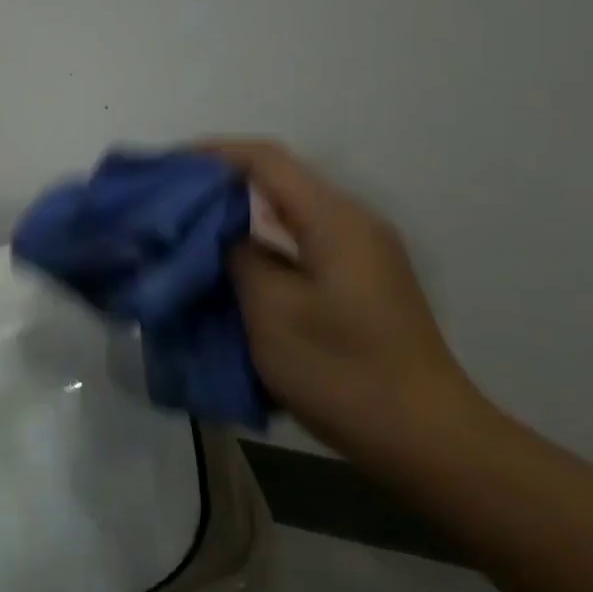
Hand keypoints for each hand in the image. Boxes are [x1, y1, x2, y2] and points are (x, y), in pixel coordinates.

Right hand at [203, 139, 486, 462]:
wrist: (424, 437)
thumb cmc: (342, 370)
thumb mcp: (273, 311)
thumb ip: (239, 257)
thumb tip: (221, 234)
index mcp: (335, 220)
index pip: (266, 161)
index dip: (212, 154)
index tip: (167, 166)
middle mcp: (352, 224)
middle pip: (279, 181)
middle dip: (221, 184)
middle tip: (171, 200)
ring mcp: (360, 254)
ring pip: (288, 215)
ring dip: (239, 216)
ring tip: (191, 230)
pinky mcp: (359, 282)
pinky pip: (300, 244)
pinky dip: (261, 245)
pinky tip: (232, 266)